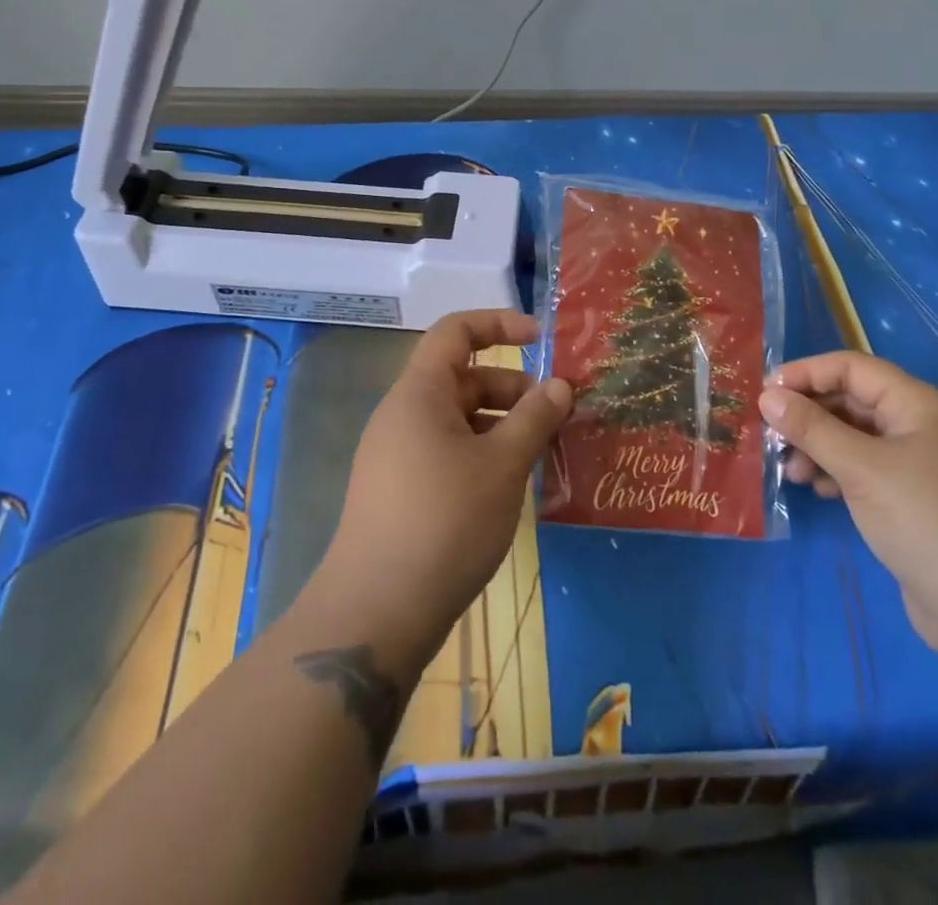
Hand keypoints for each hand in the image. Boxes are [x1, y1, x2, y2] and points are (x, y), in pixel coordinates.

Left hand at [313, 310, 572, 672]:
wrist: (376, 613)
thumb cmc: (445, 521)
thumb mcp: (502, 464)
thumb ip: (535, 417)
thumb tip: (560, 385)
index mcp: (420, 393)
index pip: (456, 331)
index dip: (500, 324)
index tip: (543, 340)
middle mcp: (404, 415)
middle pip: (464, 378)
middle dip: (514, 388)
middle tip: (559, 415)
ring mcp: (399, 455)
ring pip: (460, 420)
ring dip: (504, 426)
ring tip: (544, 452)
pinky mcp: (402, 491)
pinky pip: (450, 452)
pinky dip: (484, 454)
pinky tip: (512, 485)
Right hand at [759, 351, 937, 659]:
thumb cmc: (924, 520)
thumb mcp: (861, 468)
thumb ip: (812, 428)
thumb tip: (767, 396)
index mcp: (916, 404)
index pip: (852, 368)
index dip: (807, 373)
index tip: (765, 393)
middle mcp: (917, 425)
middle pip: (851, 401)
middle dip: (809, 414)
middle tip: (770, 435)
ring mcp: (915, 464)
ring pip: (853, 437)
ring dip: (817, 446)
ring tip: (790, 470)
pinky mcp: (910, 499)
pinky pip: (862, 468)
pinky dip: (835, 471)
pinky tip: (816, 489)